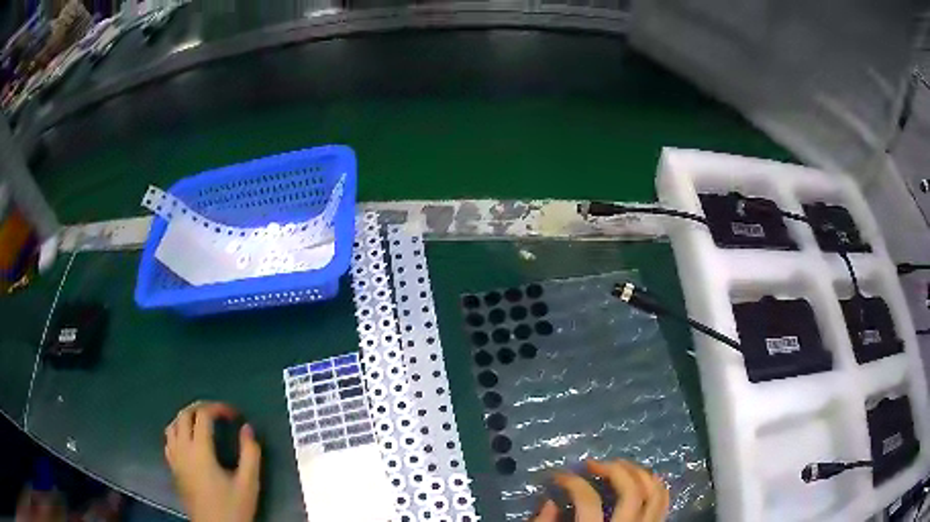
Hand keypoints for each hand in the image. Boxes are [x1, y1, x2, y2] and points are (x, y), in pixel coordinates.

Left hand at [164, 401, 260, 521]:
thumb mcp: (249, 483)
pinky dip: (177, 432)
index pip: (203, 415)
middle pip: (184, 415)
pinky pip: (169, 441)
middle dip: (201, 407)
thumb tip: (247, 428)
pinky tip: (188, 441)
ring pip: (172, 425)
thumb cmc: (233, 507)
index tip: (234, 414)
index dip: (219, 408)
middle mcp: (183, 449)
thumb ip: (250, 454)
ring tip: (202, 423)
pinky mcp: (173, 468)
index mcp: (200, 450)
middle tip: (219, 413)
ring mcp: (175, 459)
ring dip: (186, 418)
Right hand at [531, 460, 668, 521]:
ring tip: (619, 465)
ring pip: (654, 493)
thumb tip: (549, 502)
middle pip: (630, 491)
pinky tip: (642, 478)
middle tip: (592, 464)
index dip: (571, 482)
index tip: (557, 475)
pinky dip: (656, 485)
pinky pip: (664, 503)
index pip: (587, 500)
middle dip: (612, 470)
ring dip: (638, 472)